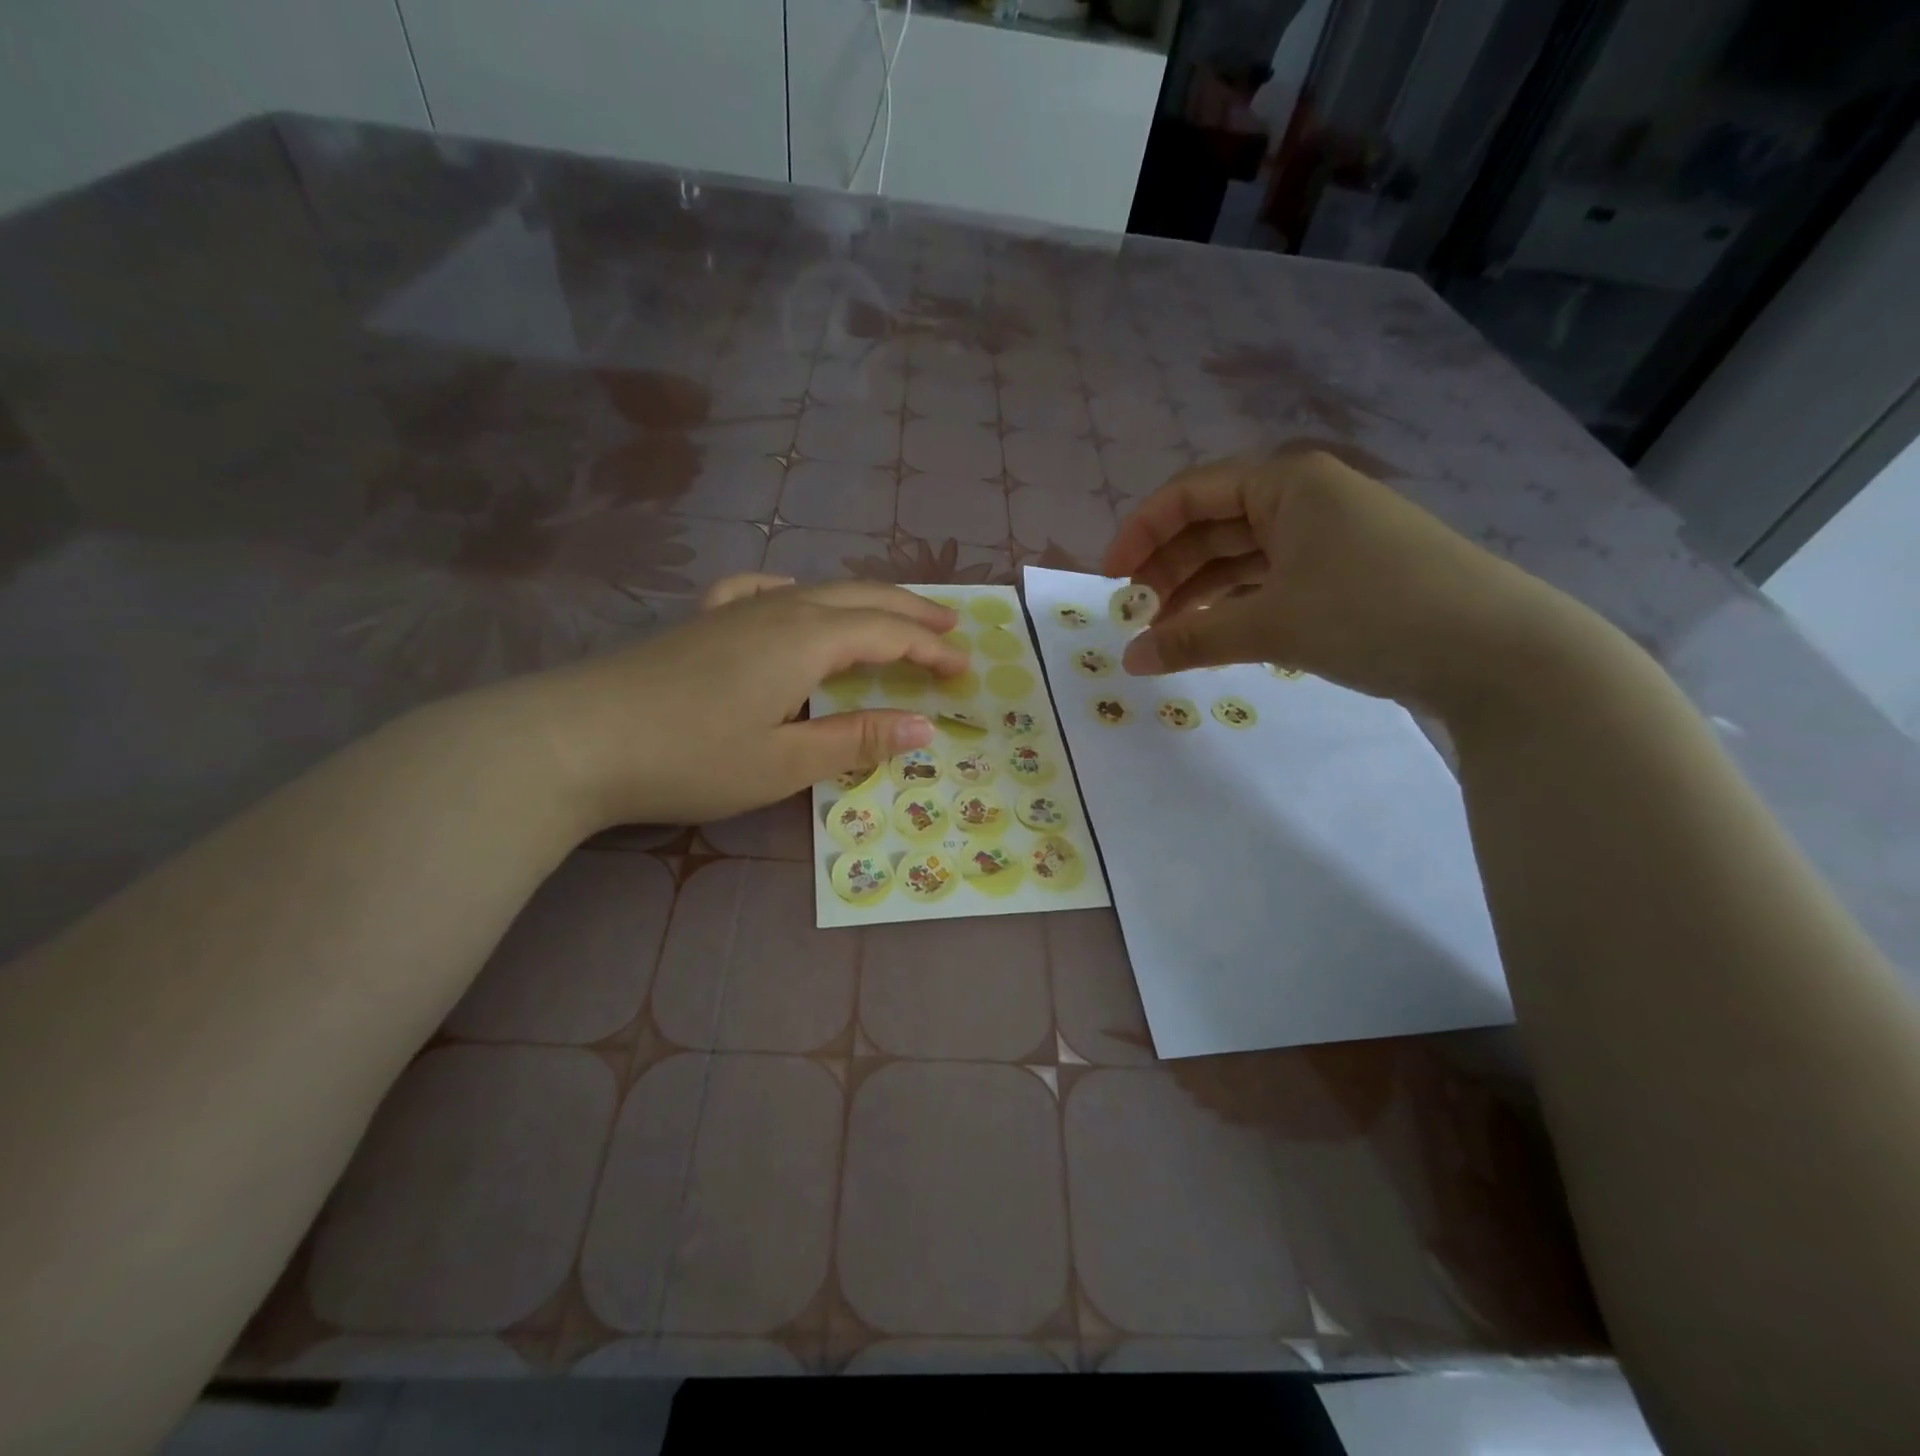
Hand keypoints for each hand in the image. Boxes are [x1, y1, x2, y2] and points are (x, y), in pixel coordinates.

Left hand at [525, 576, 964, 827]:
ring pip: (815, 592)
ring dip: (862, 602)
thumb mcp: (783, 762)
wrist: (574, 739)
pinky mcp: (701, 624)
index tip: (965, 668)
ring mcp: (734, 610)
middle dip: (909, 612)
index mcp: (805, 639)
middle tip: (950, 626)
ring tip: (890, 616)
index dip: (929, 650)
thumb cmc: (689, 757)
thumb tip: (927, 726)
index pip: (886, 634)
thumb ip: (857, 739)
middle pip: (859, 598)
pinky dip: (791, 592)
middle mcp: (777, 610)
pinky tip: (788, 596)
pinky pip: (758, 592)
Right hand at [1102, 449, 1587, 714]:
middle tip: (1133, 616)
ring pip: (1243, 556)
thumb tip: (1129, 660)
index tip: (1109, 580)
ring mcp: (1331, 536)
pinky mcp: (1349, 573)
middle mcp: (1306, 498)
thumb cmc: (1373, 613)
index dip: (1141, 534)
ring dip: (1200, 591)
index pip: (1189, 494)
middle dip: (1168, 568)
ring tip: (1166, 634)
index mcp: (1286, 483)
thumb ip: (1190, 638)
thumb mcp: (1270, 624)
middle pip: (1214, 524)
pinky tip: (1217, 634)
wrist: (1498, 652)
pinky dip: (1238, 604)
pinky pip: (1273, 580)